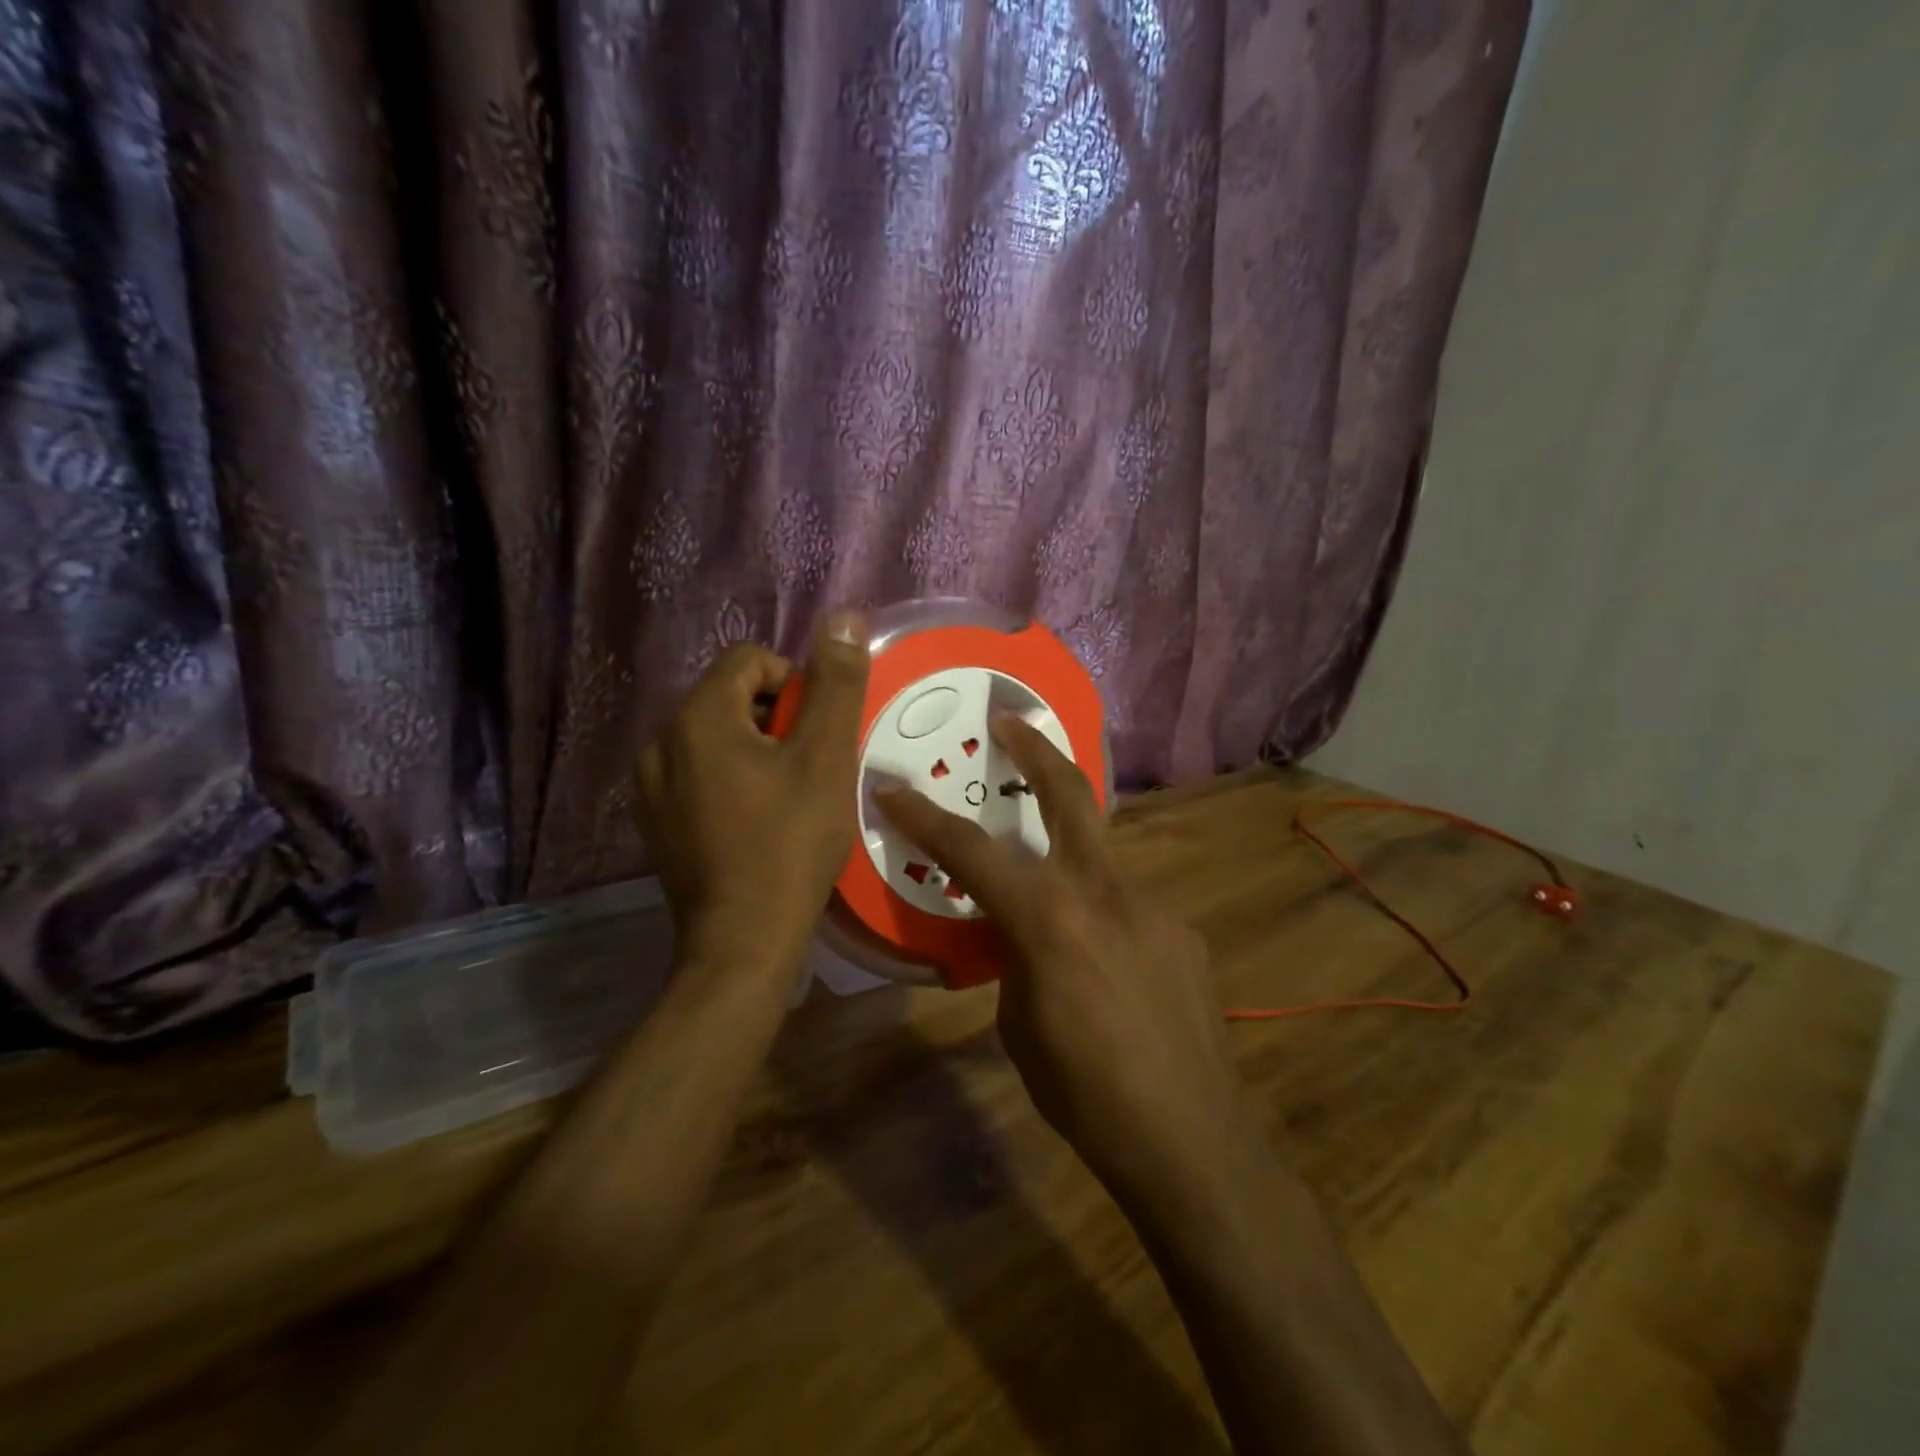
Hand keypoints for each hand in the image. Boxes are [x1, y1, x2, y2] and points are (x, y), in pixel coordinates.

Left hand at [636, 613, 868, 969]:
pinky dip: (731, 780)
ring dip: (755, 750)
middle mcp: (661, 741)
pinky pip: (698, 774)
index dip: (795, 684)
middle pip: (730, 697)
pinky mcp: (654, 821)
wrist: (742, 940)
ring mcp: (650, 786)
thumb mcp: (826, 758)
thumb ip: (836, 684)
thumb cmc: (791, 843)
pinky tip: (755, 822)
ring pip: (714, 737)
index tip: (817, 734)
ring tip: (786, 797)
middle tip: (808, 768)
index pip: (750, 660)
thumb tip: (843, 618)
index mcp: (698, 717)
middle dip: (776, 719)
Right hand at [874, 717, 1256, 1209]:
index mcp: (1048, 917)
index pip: (970, 851)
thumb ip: (1015, 958)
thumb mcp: (1019, 1025)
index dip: (925, 817)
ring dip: (1069, 843)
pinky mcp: (1183, 929)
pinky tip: (1107, 959)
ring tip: (1051, 876)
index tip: (893, 786)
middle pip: (1069, 792)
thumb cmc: (1083, 1093)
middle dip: (1036, 748)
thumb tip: (1019, 934)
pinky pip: (1129, 902)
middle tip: (1010, 719)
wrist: (1190, 1139)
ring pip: (1101, 850)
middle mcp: (1103, 890)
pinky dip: (1103, 911)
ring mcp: (1152, 903)